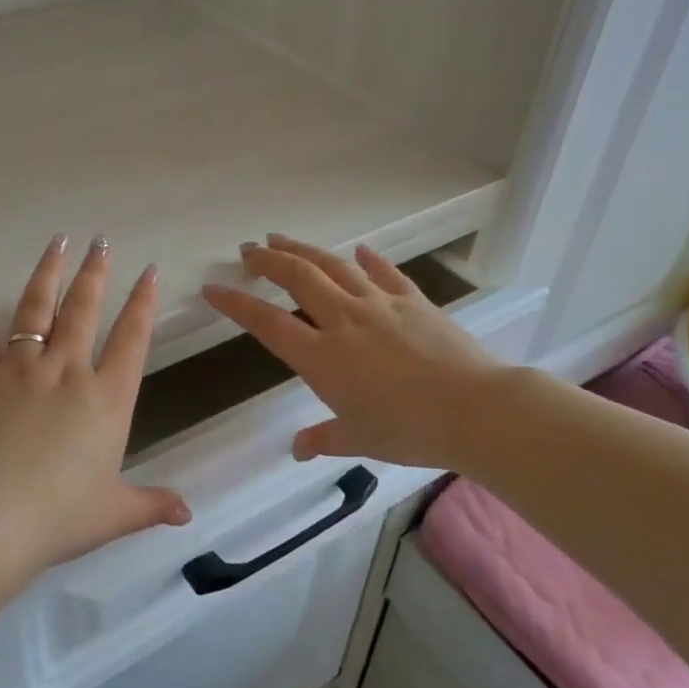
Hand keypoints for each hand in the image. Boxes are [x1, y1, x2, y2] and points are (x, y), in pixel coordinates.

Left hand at [0, 235, 190, 569]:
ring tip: (59, 241)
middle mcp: (66, 372)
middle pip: (85, 310)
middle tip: (101, 241)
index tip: (150, 272)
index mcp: (106, 399)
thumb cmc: (58, 517)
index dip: (143, 303)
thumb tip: (187, 515)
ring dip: (49, 272)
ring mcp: (19, 370)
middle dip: (96, 273)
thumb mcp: (113, 514)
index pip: (132, 339)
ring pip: (37, 309)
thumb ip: (151, 505)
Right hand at [202, 234, 507, 469]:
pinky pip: (385, 272)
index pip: (268, 323)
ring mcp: (380, 305)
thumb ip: (324, 438)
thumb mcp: (360, 439)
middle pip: (298, 278)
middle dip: (268, 261)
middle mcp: (344, 321)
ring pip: (334, 266)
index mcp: (323, 358)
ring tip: (283, 239)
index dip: (236, 304)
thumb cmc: (410, 430)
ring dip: (305, 250)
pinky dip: (369, 259)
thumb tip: (298, 448)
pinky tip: (360, 250)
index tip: (213, 288)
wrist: (475, 409)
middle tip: (248, 249)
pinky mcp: (414, 300)